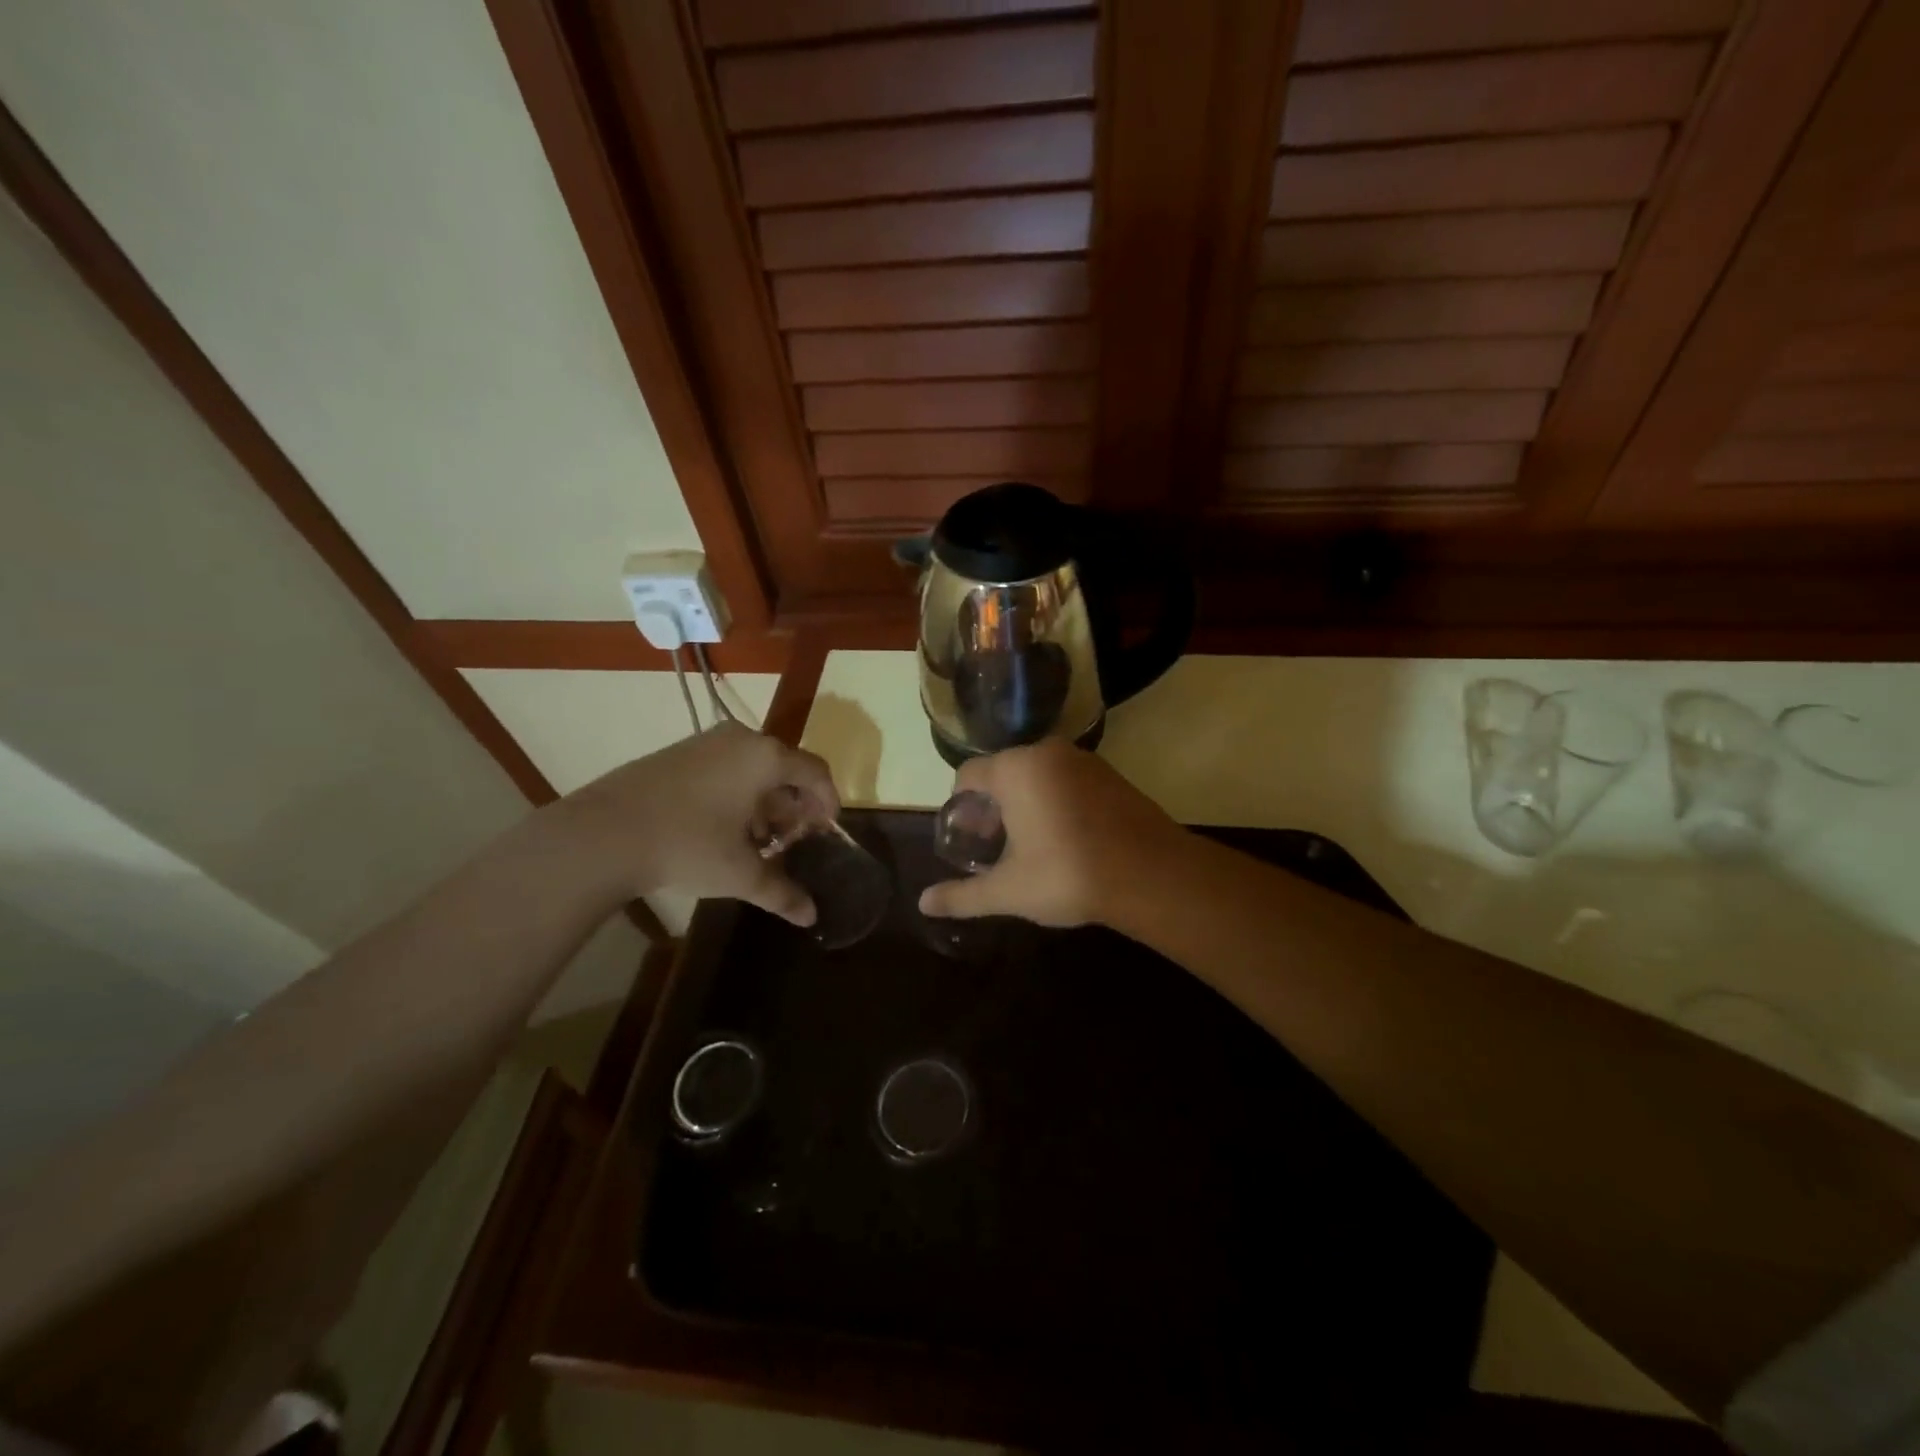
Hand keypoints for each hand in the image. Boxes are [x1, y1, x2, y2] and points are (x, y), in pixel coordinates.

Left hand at [558, 724, 838, 924]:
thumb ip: (782, 892)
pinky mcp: (678, 752)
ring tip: (759, 840)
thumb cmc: (688, 845)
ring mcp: (706, 742)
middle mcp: (741, 739)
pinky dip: (737, 793)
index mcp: (766, 757)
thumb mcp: (740, 874)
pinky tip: (724, 828)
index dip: (828, 801)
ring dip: (765, 801)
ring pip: (753, 767)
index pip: (816, 771)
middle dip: (794, 805)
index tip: (826, 830)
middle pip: (785, 767)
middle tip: (793, 840)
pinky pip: (725, 767)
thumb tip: (811, 917)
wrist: (603, 833)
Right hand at [917, 739, 1183, 926]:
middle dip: (993, 807)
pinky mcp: (1110, 773)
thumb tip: (923, 903)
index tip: (968, 839)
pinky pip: (1066, 779)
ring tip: (1030, 845)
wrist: (1151, 874)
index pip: (968, 775)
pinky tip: (1066, 838)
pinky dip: (1055, 800)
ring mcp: (1083, 760)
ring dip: (1024, 803)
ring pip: (1036, 775)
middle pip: (1002, 773)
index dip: (961, 807)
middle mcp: (1046, 752)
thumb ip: (963, 895)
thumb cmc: (1068, 875)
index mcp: (1015, 769)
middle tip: (996, 846)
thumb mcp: (1008, 890)